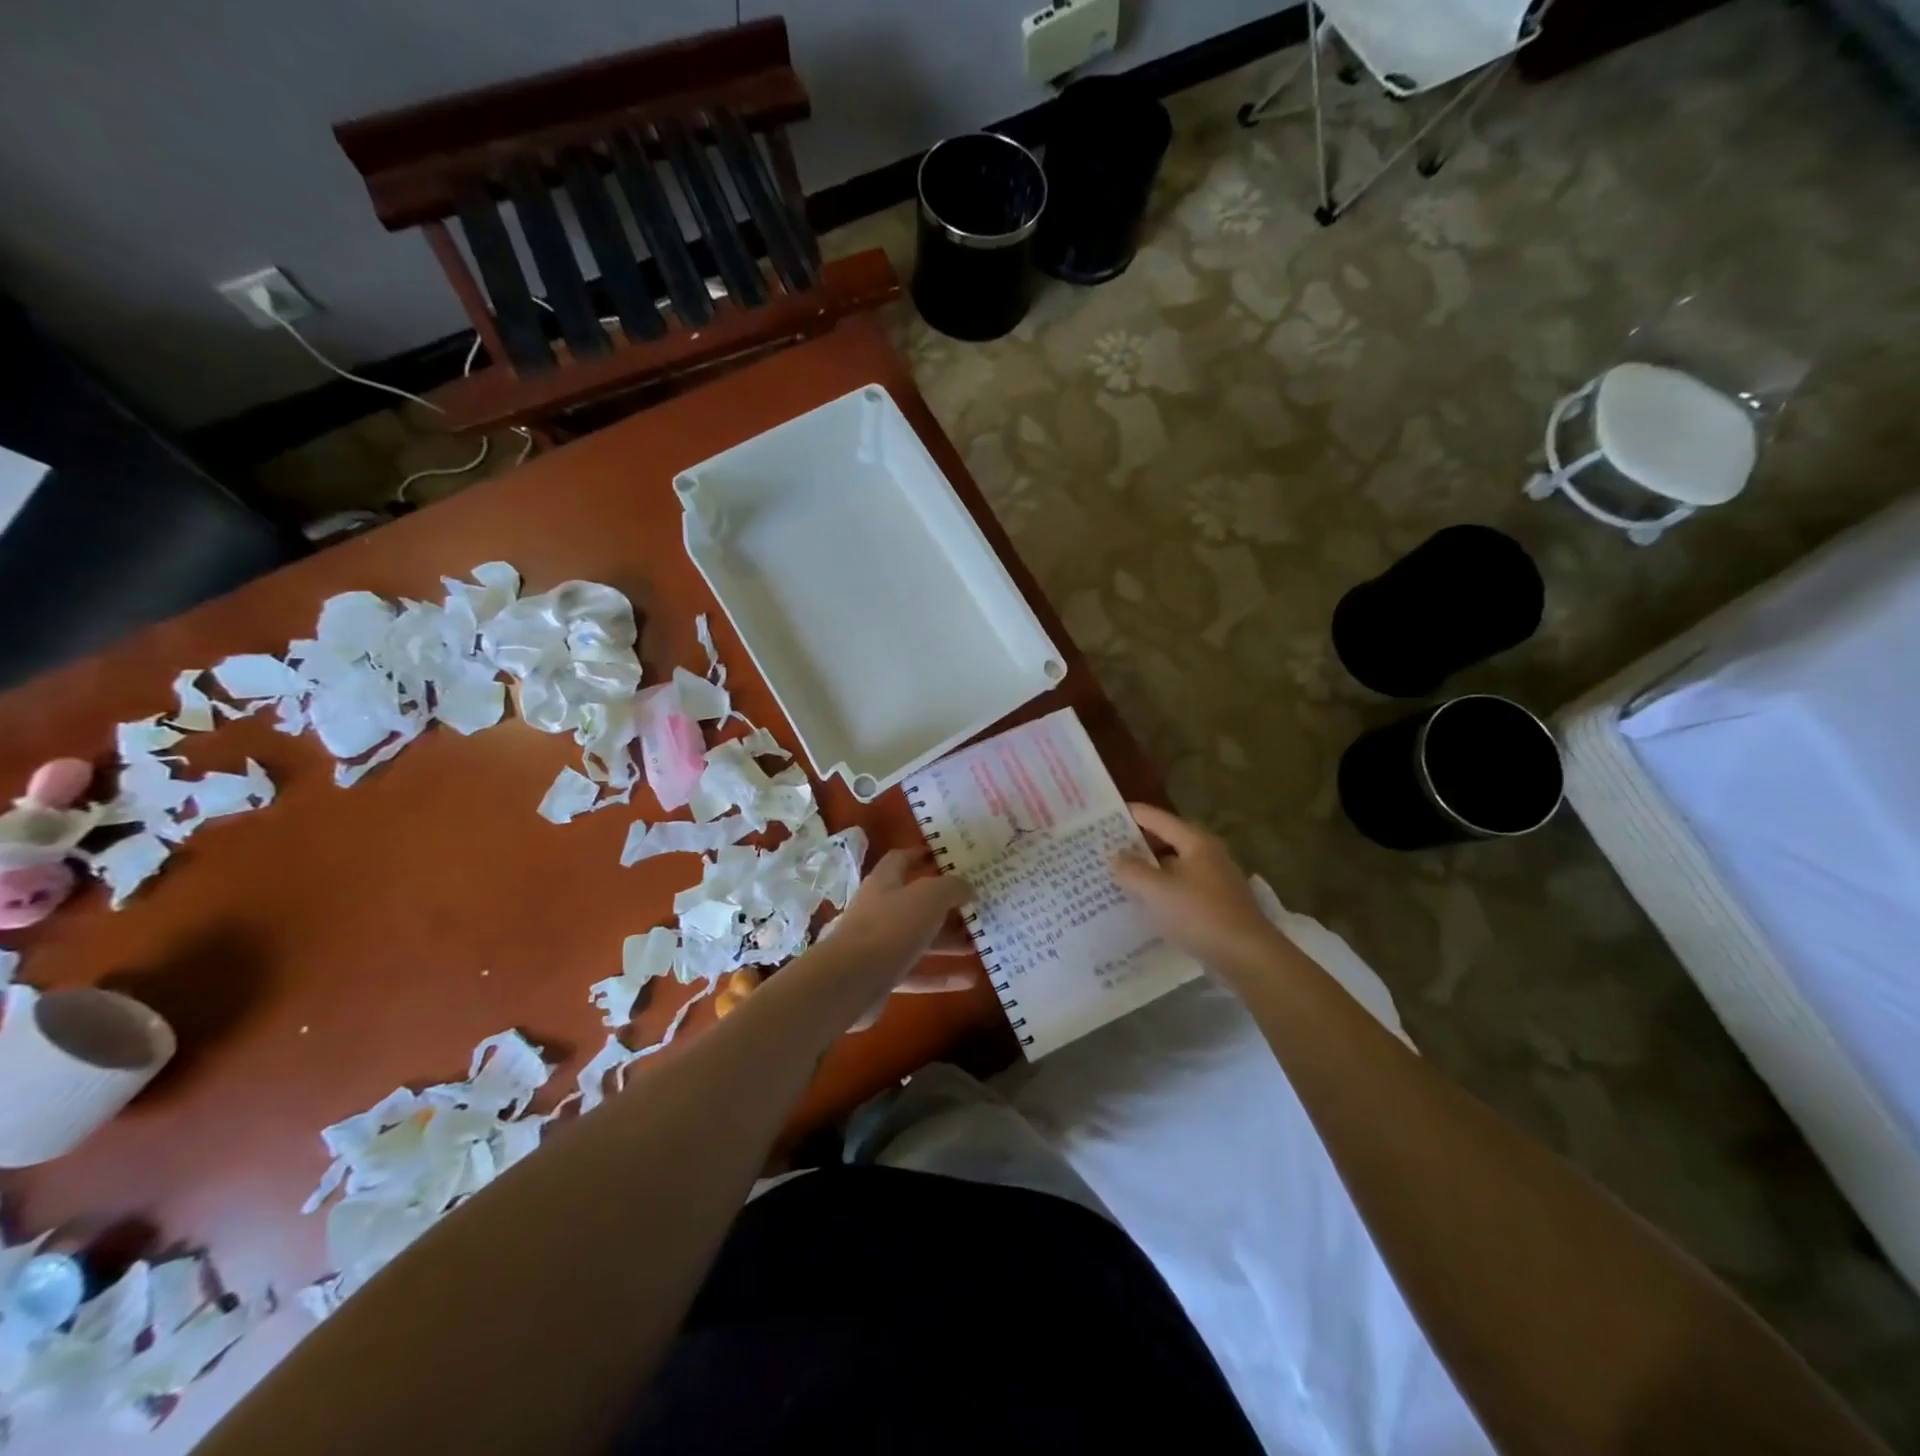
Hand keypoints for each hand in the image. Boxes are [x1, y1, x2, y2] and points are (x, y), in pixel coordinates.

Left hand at [811, 850, 974, 1024]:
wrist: (848, 982)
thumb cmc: (889, 928)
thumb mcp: (928, 897)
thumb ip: (951, 887)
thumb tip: (966, 886)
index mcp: (884, 882)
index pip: (901, 859)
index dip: (921, 855)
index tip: (949, 858)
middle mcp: (879, 910)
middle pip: (915, 903)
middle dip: (945, 906)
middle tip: (976, 907)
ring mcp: (879, 945)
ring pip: (919, 939)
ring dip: (948, 941)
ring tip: (979, 943)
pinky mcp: (881, 977)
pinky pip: (917, 973)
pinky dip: (941, 976)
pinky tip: (970, 980)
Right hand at [1110, 803, 1285, 978]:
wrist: (1247, 957)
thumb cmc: (1200, 915)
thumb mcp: (1157, 890)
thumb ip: (1131, 869)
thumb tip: (1114, 855)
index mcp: (1196, 842)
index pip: (1157, 818)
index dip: (1131, 814)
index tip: (1104, 814)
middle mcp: (1208, 854)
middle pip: (1166, 840)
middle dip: (1136, 843)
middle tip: (1104, 846)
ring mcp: (1215, 881)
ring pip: (1173, 866)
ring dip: (1148, 869)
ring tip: (1117, 875)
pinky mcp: (1216, 905)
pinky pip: (1180, 888)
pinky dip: (1161, 890)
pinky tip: (1143, 903)